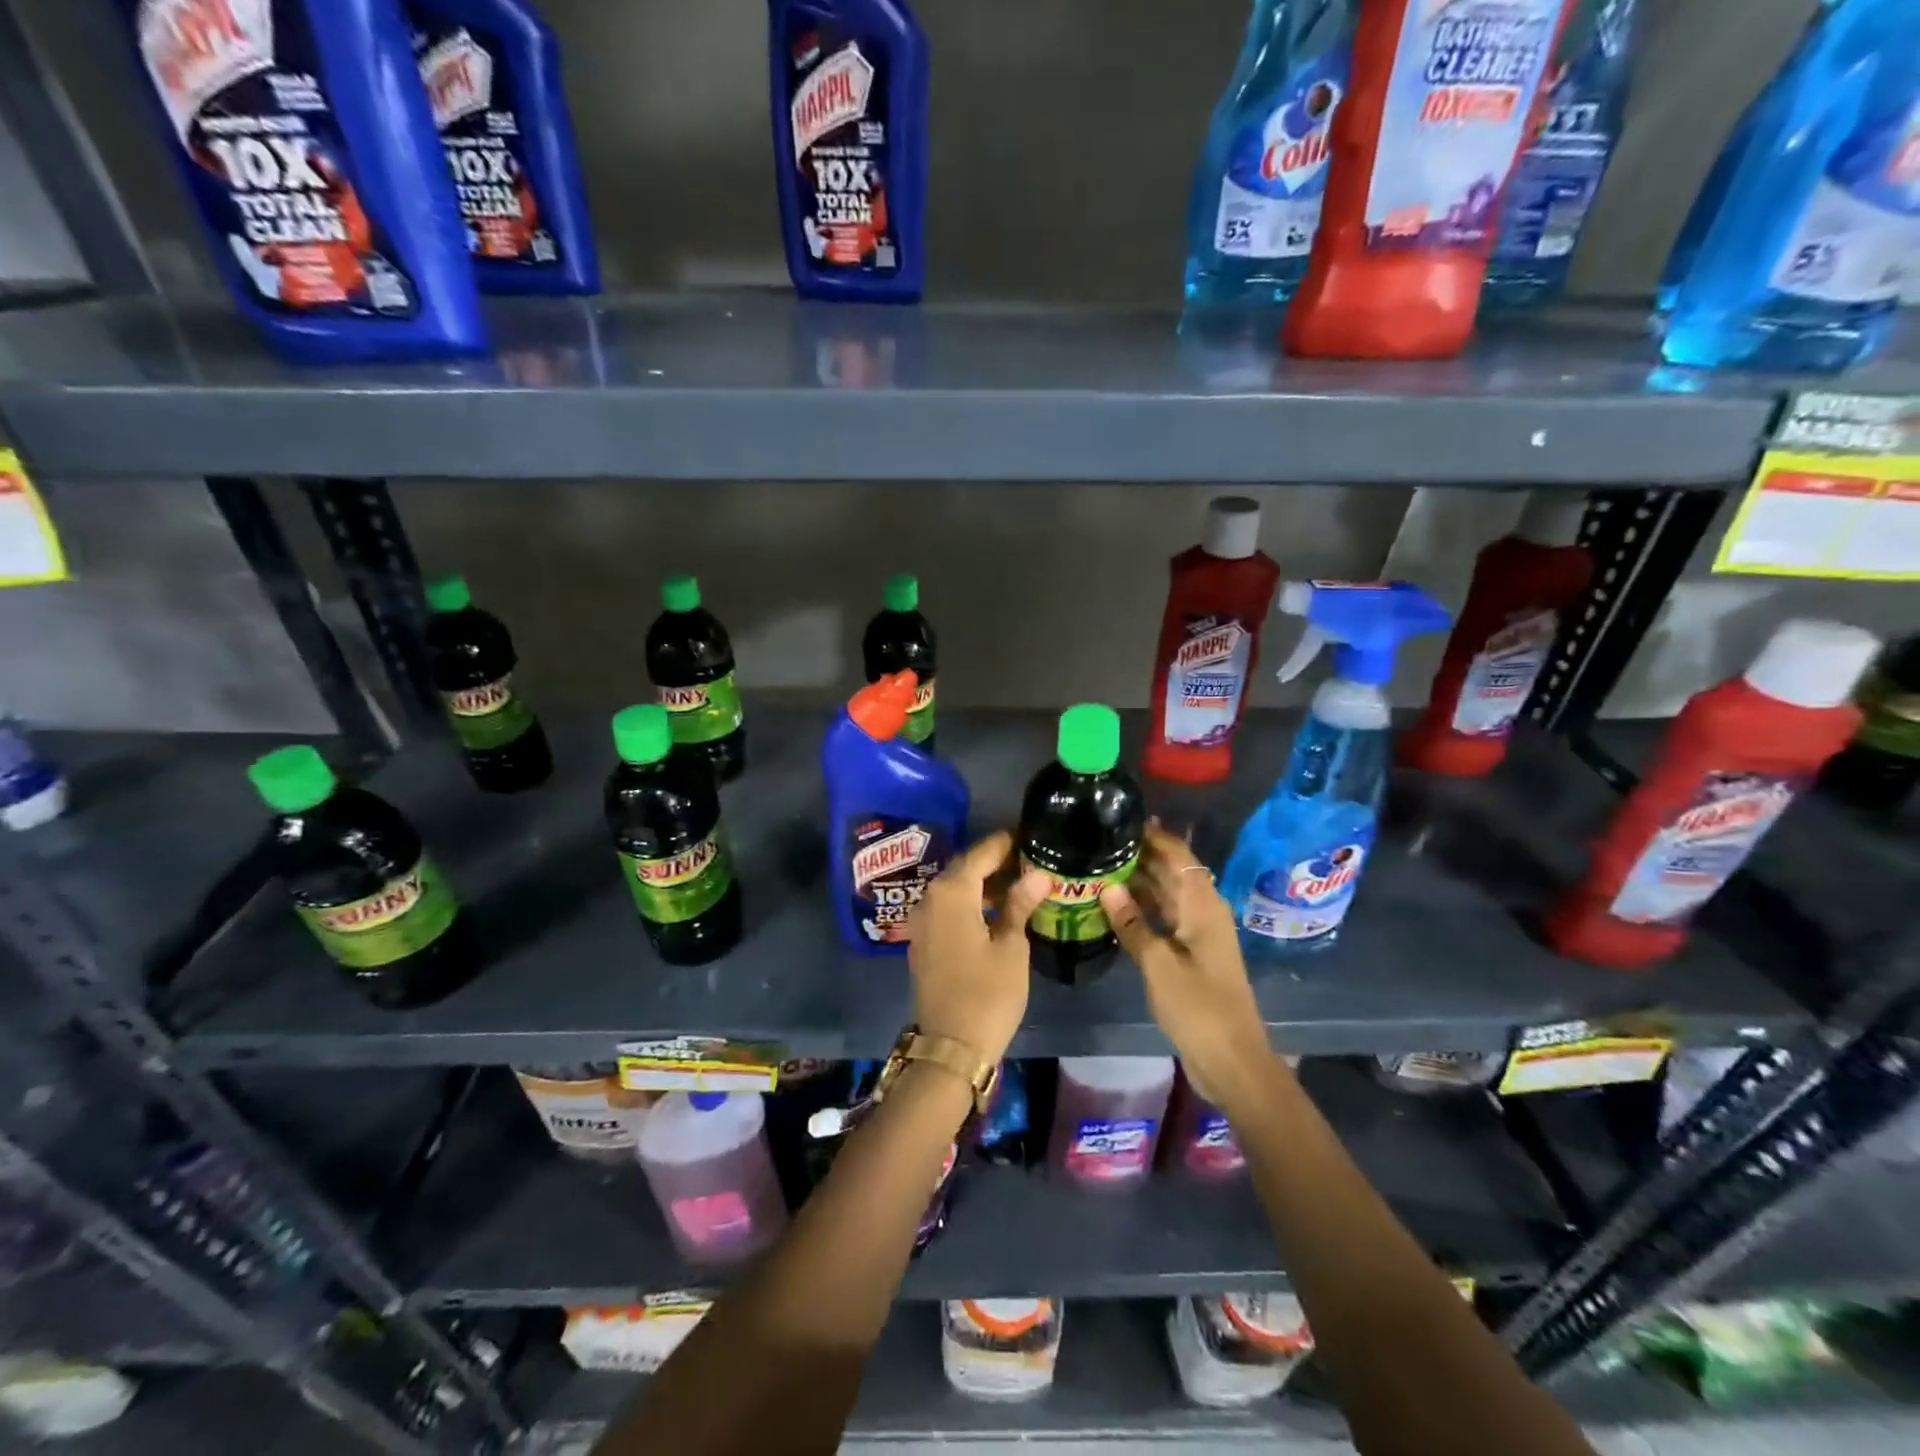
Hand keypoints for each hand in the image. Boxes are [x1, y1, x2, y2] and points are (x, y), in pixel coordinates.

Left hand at [905, 830, 1050, 1063]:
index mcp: (952, 893)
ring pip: (953, 889)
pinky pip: (946, 909)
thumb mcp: (1012, 947)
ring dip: (981, 884)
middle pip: (963, 869)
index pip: (980, 854)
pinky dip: (968, 903)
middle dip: (993, 863)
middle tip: (1027, 859)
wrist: (950, 1046)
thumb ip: (1019, 905)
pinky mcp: (922, 941)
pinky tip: (994, 911)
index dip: (1004, 844)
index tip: (1027, 834)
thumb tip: (1037, 875)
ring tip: (1017, 884)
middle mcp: (930, 899)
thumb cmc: (988, 993)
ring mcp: (921, 921)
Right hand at [1100, 824, 1283, 1110]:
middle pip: (1172, 872)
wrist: (1232, 1060)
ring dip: (1138, 882)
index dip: (1153, 836)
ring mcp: (1198, 933)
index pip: (1178, 854)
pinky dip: (1142, 909)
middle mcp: (1203, 911)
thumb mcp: (1159, 965)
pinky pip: (1164, 918)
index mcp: (1202, 905)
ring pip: (1166, 895)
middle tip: (1099, 843)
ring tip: (1098, 868)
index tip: (1120, 821)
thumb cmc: (1198, 1007)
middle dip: (1140, 856)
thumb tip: (1107, 888)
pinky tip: (1113, 907)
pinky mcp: (1191, 953)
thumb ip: (1132, 924)